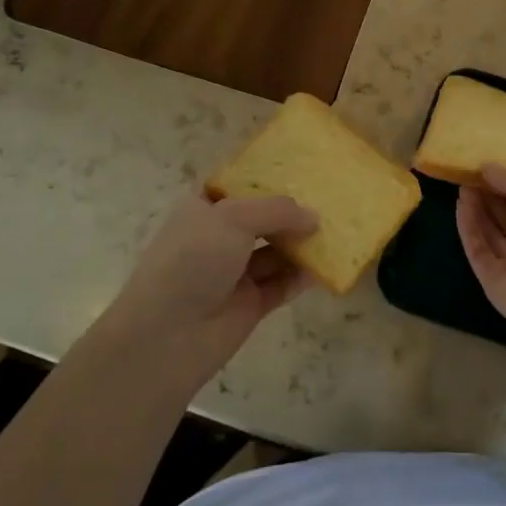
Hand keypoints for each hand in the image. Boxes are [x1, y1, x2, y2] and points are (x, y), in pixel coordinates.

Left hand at [103, 191, 318, 378]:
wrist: (167, 335)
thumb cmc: (192, 260)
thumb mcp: (233, 218)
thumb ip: (277, 211)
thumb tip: (314, 218)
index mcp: (204, 209)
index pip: (238, 186)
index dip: (267, 178)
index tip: (303, 170)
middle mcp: (219, 237)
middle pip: (263, 219)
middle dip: (293, 212)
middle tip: (331, 201)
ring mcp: (235, 272)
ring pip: (276, 251)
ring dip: (302, 243)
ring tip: (338, 230)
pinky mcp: (251, 304)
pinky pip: (283, 284)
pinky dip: (302, 276)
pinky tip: (326, 265)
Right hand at [456, 166, 505, 339]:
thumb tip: (487, 167)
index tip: (491, 169)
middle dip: (492, 197)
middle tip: (472, 175)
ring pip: (493, 235)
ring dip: (478, 210)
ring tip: (463, 185)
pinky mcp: (495, 282)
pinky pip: (480, 251)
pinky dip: (470, 229)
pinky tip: (461, 205)